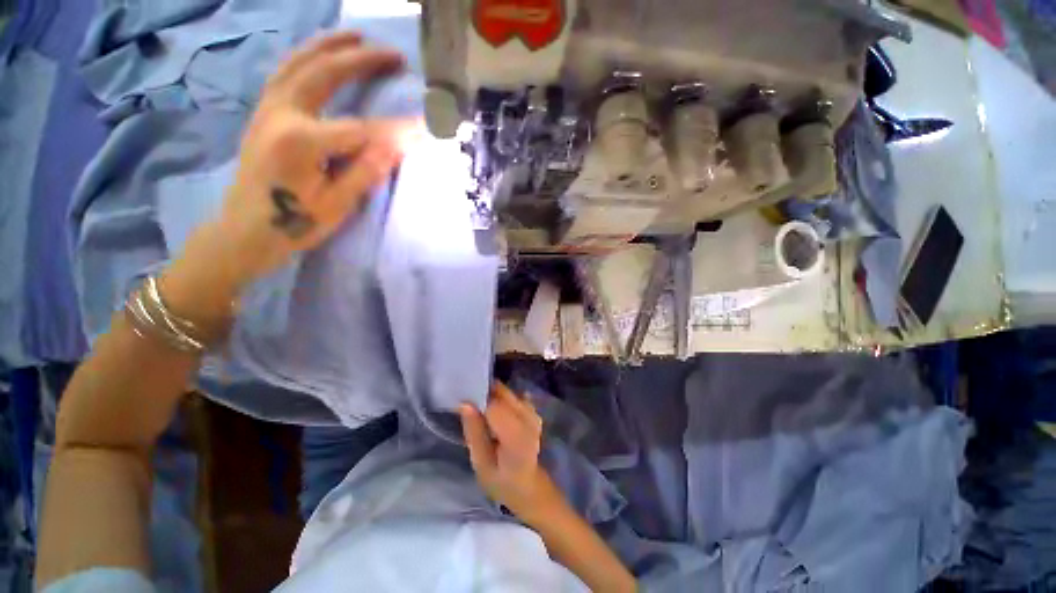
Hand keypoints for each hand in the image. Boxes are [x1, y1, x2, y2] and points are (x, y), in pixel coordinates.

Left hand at [215, 31, 418, 286]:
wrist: (245, 230)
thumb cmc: (294, 223)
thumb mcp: (337, 204)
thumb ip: (367, 170)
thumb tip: (399, 145)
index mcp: (301, 141)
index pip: (361, 129)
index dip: (396, 130)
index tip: (425, 126)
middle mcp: (281, 114)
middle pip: (325, 73)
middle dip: (363, 60)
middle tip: (394, 55)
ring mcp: (268, 109)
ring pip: (299, 62)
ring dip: (330, 45)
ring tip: (357, 35)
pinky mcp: (264, 113)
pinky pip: (286, 72)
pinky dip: (307, 57)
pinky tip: (322, 55)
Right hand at [460, 382, 557, 516]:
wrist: (528, 485)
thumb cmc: (500, 480)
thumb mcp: (481, 463)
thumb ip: (474, 432)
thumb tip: (464, 404)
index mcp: (515, 435)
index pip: (494, 405)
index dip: (477, 400)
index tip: (462, 403)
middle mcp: (528, 418)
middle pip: (502, 393)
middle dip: (485, 394)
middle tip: (470, 405)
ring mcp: (533, 412)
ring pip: (508, 392)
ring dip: (493, 396)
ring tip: (483, 412)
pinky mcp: (533, 410)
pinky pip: (514, 396)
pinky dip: (503, 399)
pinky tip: (497, 413)